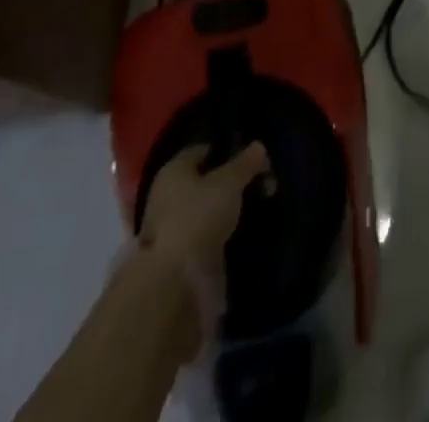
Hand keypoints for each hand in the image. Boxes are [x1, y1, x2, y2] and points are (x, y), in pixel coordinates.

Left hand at [140, 142, 270, 276]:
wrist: (175, 281)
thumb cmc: (199, 216)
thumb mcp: (229, 182)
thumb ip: (245, 163)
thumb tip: (259, 147)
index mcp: (174, 170)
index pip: (202, 151)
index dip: (227, 151)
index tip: (251, 158)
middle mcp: (167, 195)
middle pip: (205, 180)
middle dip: (232, 181)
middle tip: (261, 184)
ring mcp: (171, 228)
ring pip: (206, 208)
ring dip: (228, 208)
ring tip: (256, 208)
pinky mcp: (179, 256)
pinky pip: (205, 233)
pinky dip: (222, 231)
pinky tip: (242, 232)